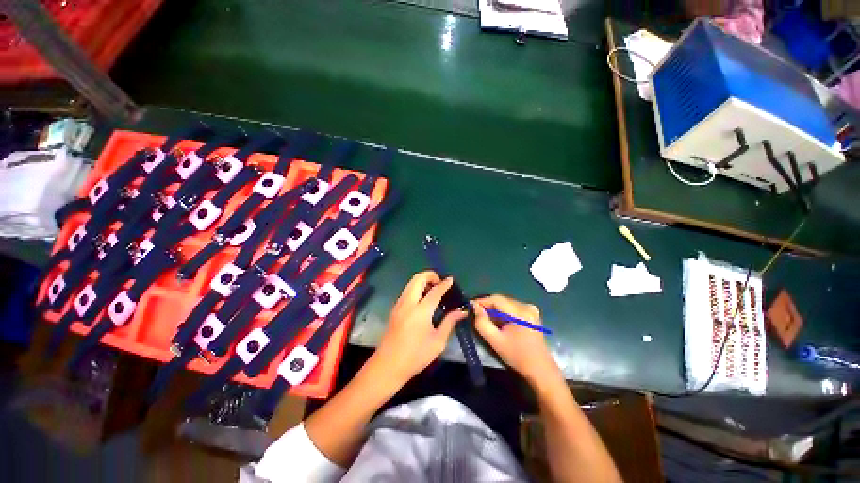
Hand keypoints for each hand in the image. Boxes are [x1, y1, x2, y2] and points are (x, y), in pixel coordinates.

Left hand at [366, 271, 466, 389]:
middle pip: (418, 278)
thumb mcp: (438, 341)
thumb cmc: (416, 356)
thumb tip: (462, 311)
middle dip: (431, 275)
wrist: (388, 365)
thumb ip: (449, 322)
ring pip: (411, 282)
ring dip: (422, 280)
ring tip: (433, 290)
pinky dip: (416, 287)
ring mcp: (399, 304)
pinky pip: (407, 290)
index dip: (444, 283)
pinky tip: (423, 299)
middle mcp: (408, 302)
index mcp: (421, 311)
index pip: (435, 290)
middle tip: (440, 283)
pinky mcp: (395, 308)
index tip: (451, 279)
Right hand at [473, 295, 560, 387]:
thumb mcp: (495, 341)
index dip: (482, 301)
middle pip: (502, 300)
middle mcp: (527, 306)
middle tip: (476, 313)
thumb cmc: (517, 356)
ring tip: (486, 318)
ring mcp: (531, 309)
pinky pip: (512, 308)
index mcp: (520, 312)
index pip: (496, 299)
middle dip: (488, 305)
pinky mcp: (532, 314)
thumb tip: (475, 307)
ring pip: (506, 303)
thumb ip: (482, 323)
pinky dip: (503, 313)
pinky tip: (498, 322)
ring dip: (495, 309)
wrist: (540, 370)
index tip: (470, 306)